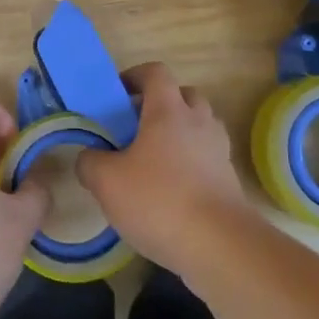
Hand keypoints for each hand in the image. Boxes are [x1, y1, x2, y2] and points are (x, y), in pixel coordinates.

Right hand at [76, 62, 253, 269]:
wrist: (220, 246)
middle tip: (136, 127)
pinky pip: (207, 157)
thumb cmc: (159, 201)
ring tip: (155, 159)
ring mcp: (218, 150)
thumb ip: (90, 163)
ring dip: (179, 133)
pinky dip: (192, 162)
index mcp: (169, 110)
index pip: (156, 72)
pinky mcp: (229, 179)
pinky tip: (172, 190)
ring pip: (199, 126)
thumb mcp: (107, 182)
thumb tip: (89, 157)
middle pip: (184, 95)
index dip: (135, 76)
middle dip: (161, 104)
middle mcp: (198, 122)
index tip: (117, 94)